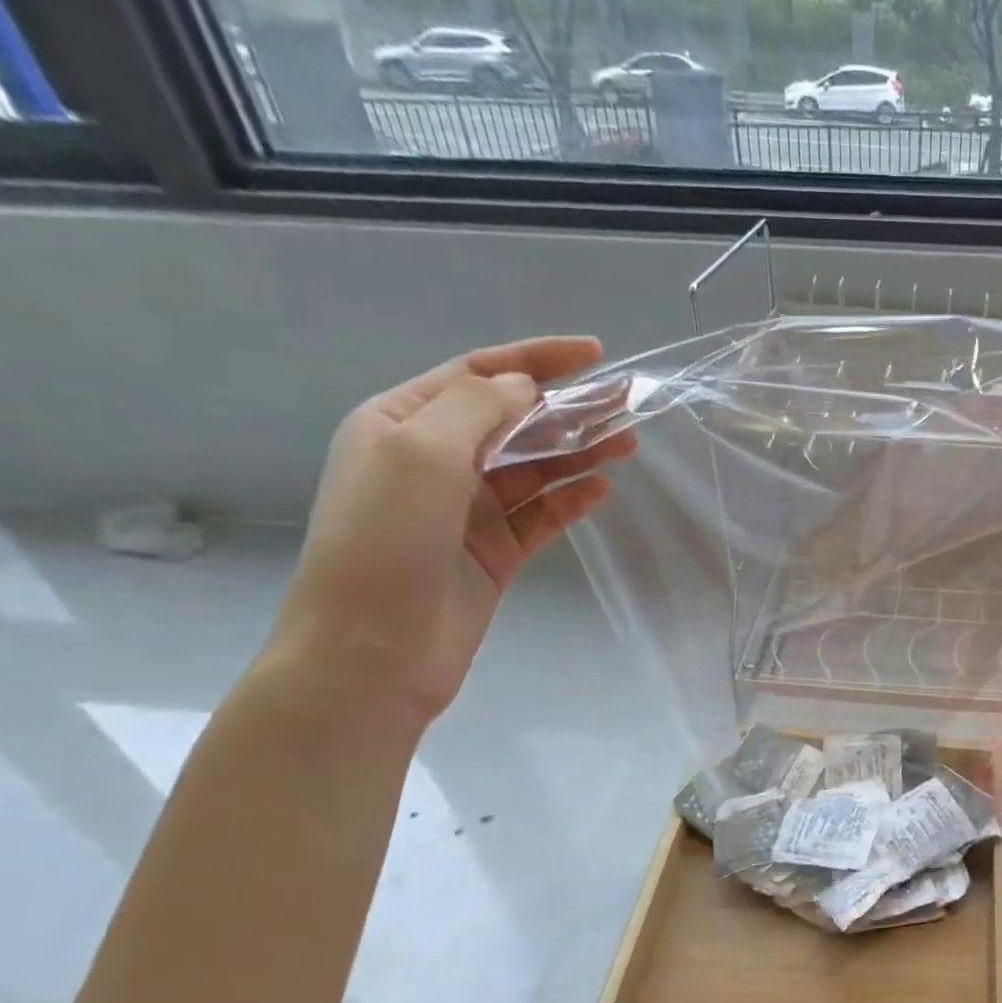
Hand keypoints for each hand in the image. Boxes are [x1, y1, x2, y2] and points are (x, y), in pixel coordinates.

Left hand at [266, 336, 636, 723]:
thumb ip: (479, 408)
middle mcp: (436, 460)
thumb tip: (528, 387)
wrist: (373, 650)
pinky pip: (541, 514)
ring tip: (628, 441)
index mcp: (403, 423)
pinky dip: (571, 499)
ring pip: (535, 468)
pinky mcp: (496, 551)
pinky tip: (602, 489)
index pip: (479, 374)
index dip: (537, 359)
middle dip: (568, 408)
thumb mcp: (422, 452)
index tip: (594, 353)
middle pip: (515, 421)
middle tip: (625, 401)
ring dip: (579, 452)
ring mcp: (468, 509)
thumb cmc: (385, 539)